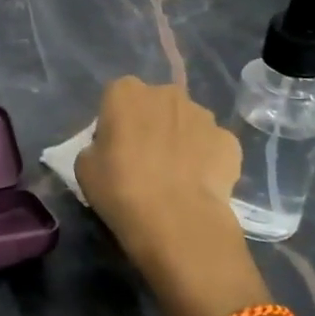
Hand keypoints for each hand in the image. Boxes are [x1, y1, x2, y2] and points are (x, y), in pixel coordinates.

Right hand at [76, 78, 267, 315]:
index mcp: (125, 92)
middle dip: (151, 124)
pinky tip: (199, 186)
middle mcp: (166, 93)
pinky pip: (212, 145)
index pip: (117, 97)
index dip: (116, 123)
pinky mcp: (229, 140)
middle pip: (155, 105)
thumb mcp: (85, 168)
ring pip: (187, 122)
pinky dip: (207, 160)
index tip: (115, 148)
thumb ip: (97, 146)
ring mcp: (203, 115)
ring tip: (176, 177)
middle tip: (145, 160)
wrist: (178, 222)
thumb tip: (111, 148)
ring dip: (181, 139)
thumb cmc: (121, 190)